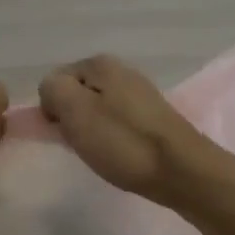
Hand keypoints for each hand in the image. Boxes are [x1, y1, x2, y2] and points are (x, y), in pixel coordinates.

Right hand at [38, 53, 234, 212]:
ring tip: (102, 152)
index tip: (65, 132)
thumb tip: (52, 91)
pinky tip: (120, 154)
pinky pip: (116, 122)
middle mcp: (121, 70)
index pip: (54, 81)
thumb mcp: (76, 111)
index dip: (52, 108)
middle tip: (82, 144)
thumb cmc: (123, 142)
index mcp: (100, 63)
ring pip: (95, 109)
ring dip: (91, 131)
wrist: (182, 171)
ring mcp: (139, 93)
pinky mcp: (152, 116)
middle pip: (76, 94)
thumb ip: (53, 90)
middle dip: (72, 119)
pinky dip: (112, 138)